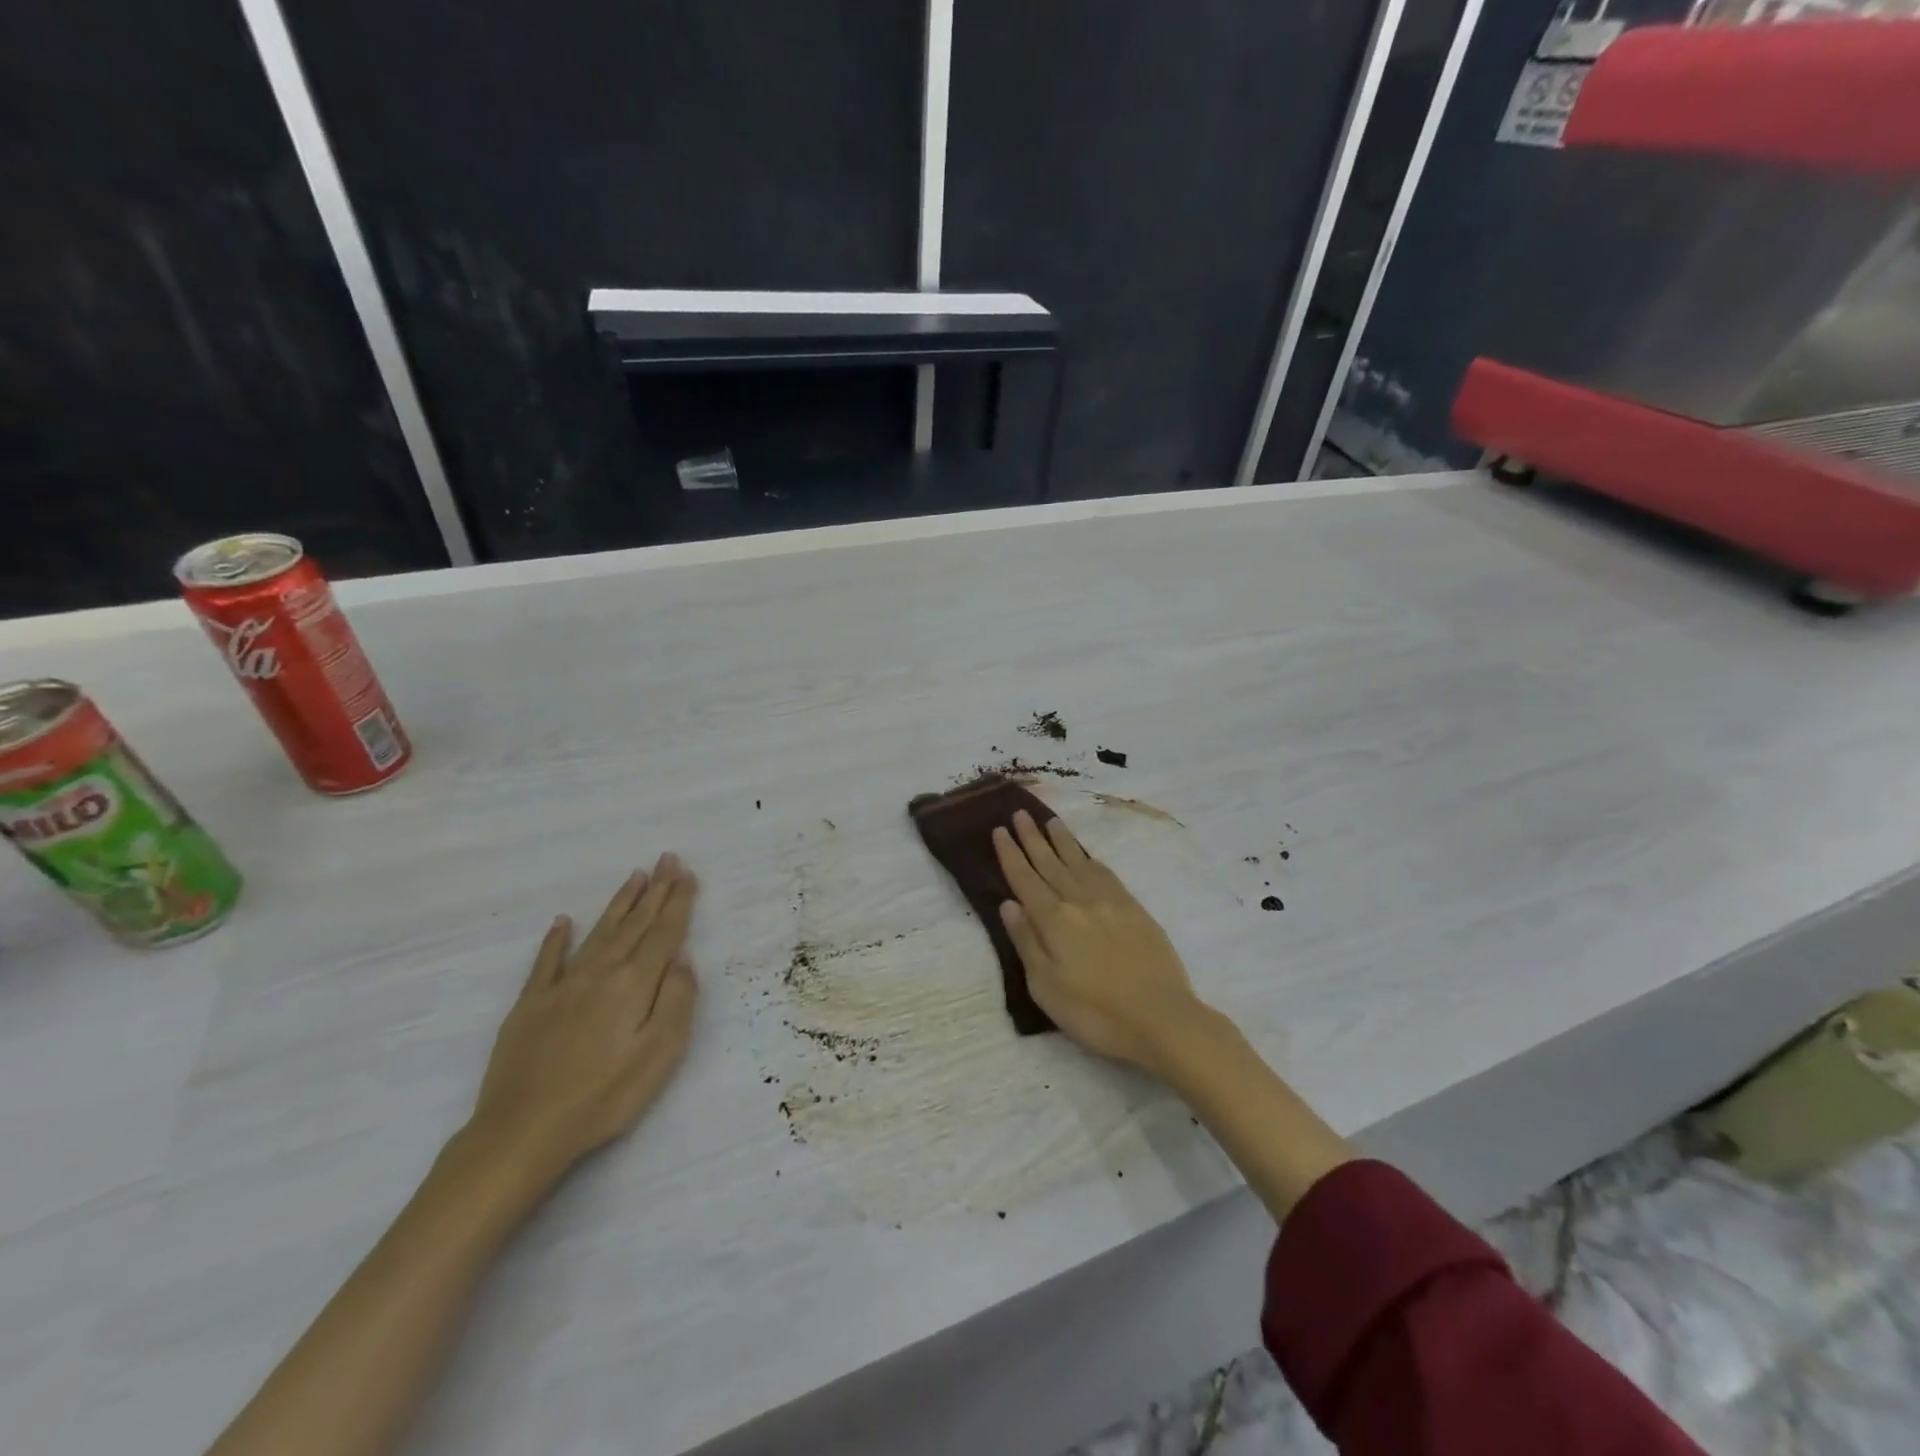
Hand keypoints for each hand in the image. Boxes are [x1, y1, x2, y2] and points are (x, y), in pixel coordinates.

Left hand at [466, 854, 699, 1182]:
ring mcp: (562, 986)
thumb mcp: (660, 1054)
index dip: (678, 902)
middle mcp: (600, 973)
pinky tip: (563, 922)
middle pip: (634, 924)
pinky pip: (547, 961)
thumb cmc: (604, 1096)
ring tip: (635, 876)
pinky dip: (556, 939)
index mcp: (634, 984)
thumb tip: (682, 959)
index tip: (687, 873)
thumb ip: (677, 1001)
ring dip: (620, 903)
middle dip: (655, 890)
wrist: (523, 1131)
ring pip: (599, 933)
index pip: (664, 933)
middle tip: (667, 858)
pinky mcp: (530, 1004)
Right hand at [992, 812, 1212, 1076]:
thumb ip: (1026, 942)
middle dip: (1032, 838)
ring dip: (1062, 841)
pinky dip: (1091, 860)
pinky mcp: (1135, 909)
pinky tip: (1087, 856)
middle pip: (1050, 863)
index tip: (1000, 830)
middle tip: (1020, 813)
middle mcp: (1080, 901)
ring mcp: (1111, 902)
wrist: (1162, 1018)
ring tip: (1051, 821)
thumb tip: (1008, 904)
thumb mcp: (1046, 987)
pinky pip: (1106, 874)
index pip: (1025, 879)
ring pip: (1080, 862)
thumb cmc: (1096, 1013)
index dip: (1011, 854)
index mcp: (1054, 920)